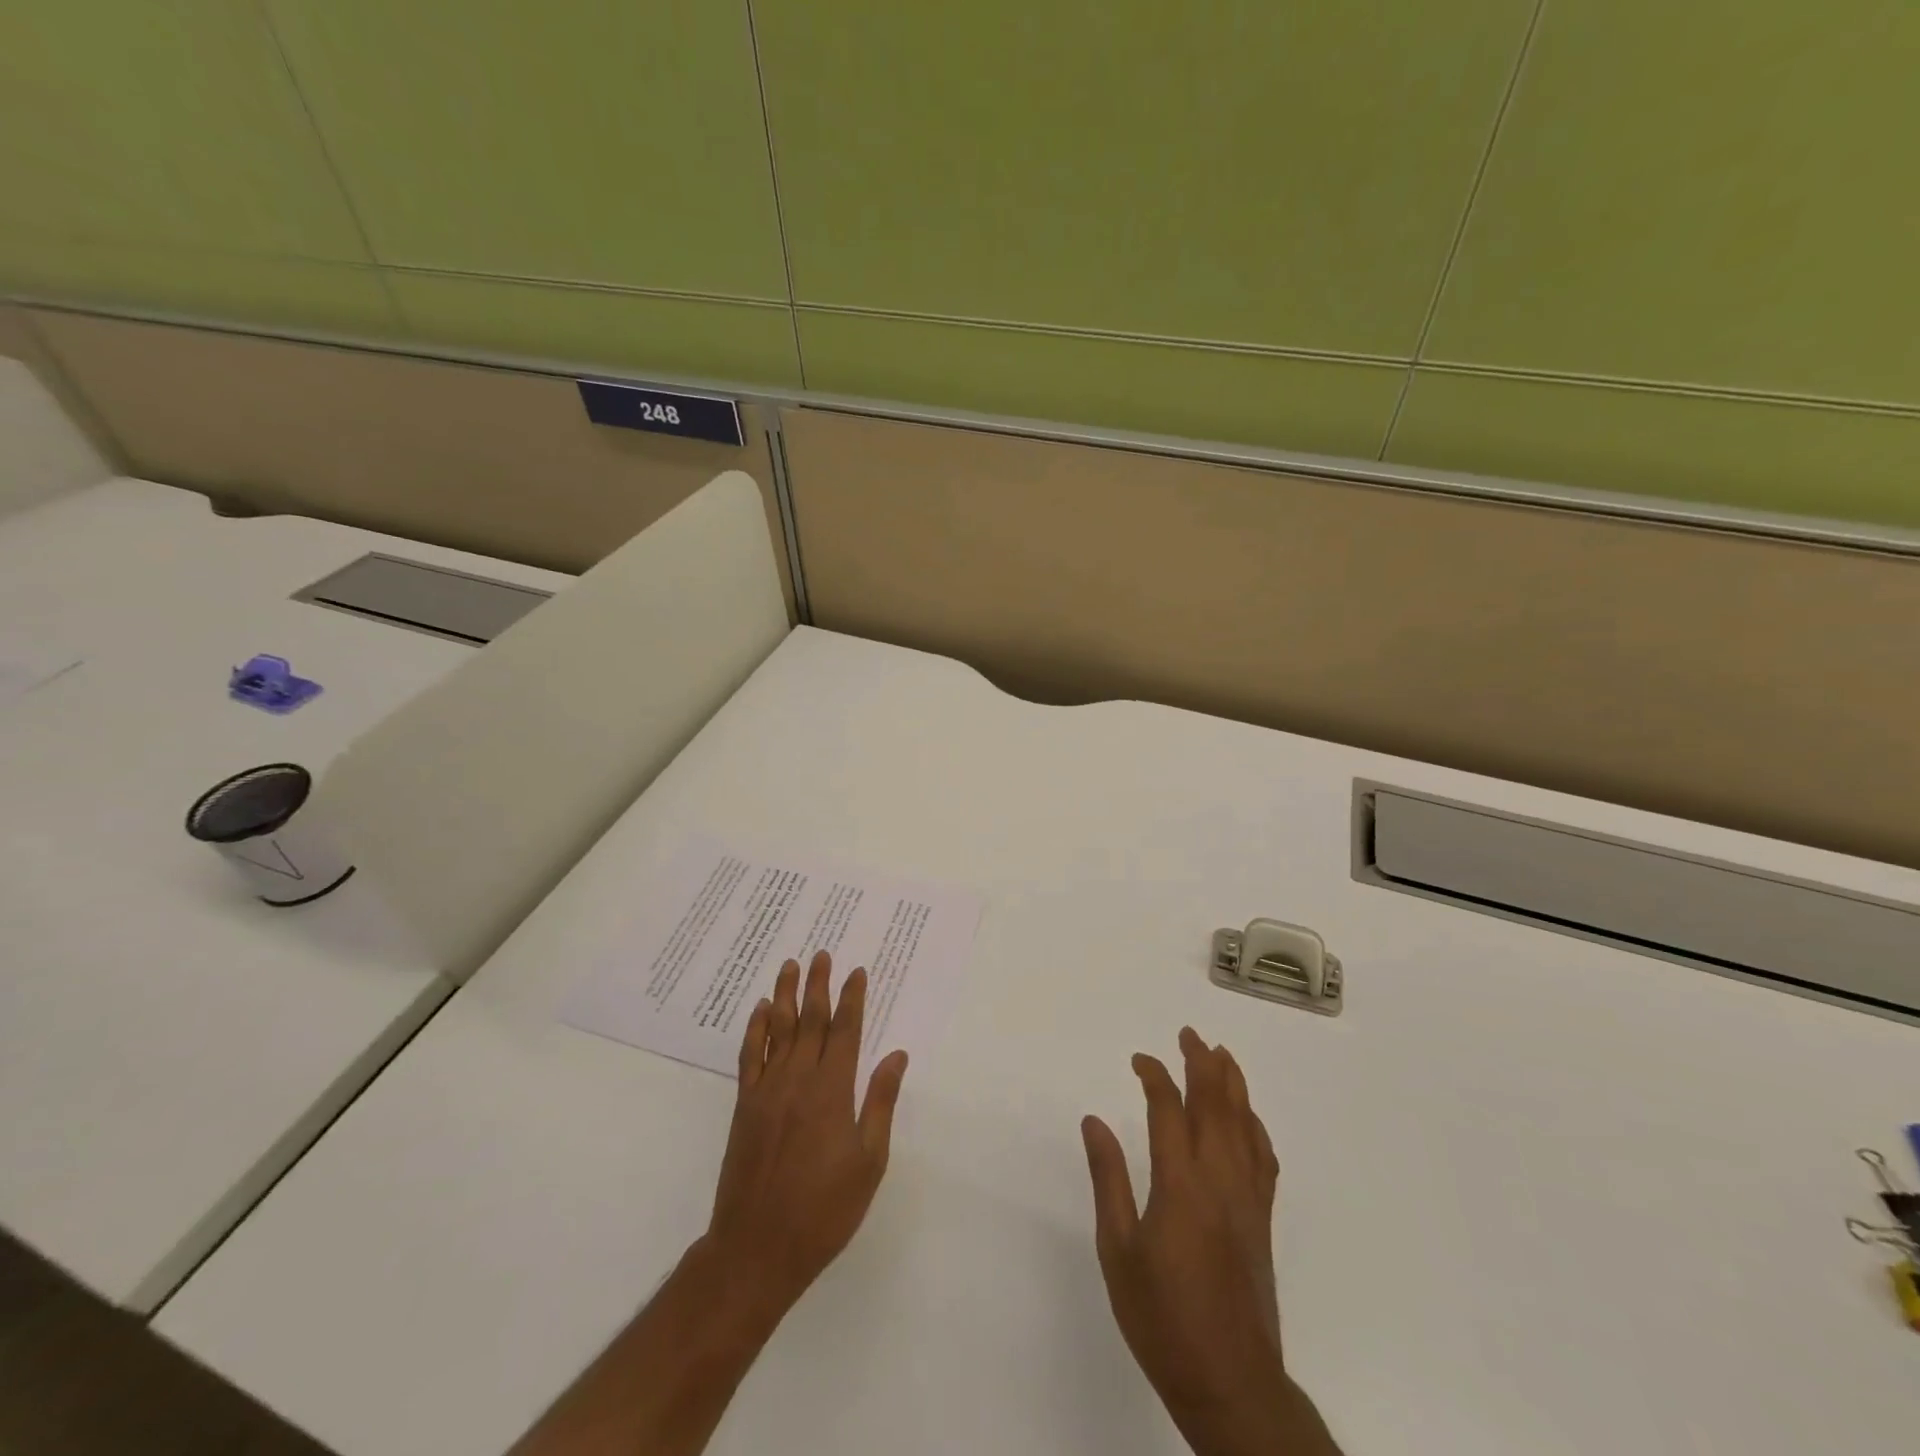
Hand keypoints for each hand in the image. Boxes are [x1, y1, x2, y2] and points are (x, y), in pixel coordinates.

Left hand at [512, 953, 905, 1455]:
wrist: (757, 1248)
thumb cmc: (824, 1209)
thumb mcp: (869, 1161)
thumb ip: (880, 1102)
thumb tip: (896, 1055)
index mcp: (833, 1090)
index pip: (846, 1031)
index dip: (852, 998)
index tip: (856, 971)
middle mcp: (799, 1079)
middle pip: (810, 1020)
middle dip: (818, 984)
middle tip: (820, 953)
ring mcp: (767, 1090)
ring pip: (777, 1029)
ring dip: (784, 995)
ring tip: (789, 965)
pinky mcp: (745, 1105)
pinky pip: (750, 1056)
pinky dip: (755, 1029)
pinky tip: (759, 1010)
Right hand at [1081, 1028, 1339, 1455]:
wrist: (1230, 1383)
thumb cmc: (1162, 1318)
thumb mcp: (1118, 1250)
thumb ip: (1108, 1179)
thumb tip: (1094, 1120)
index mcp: (1180, 1184)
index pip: (1169, 1110)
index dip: (1155, 1076)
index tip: (1139, 1059)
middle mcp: (1219, 1180)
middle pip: (1215, 1105)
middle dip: (1202, 1063)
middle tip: (1189, 1034)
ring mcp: (1247, 1199)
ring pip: (1245, 1124)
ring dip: (1233, 1084)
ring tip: (1221, 1054)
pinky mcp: (1262, 1220)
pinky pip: (1264, 1156)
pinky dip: (1255, 1125)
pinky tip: (1248, 1116)